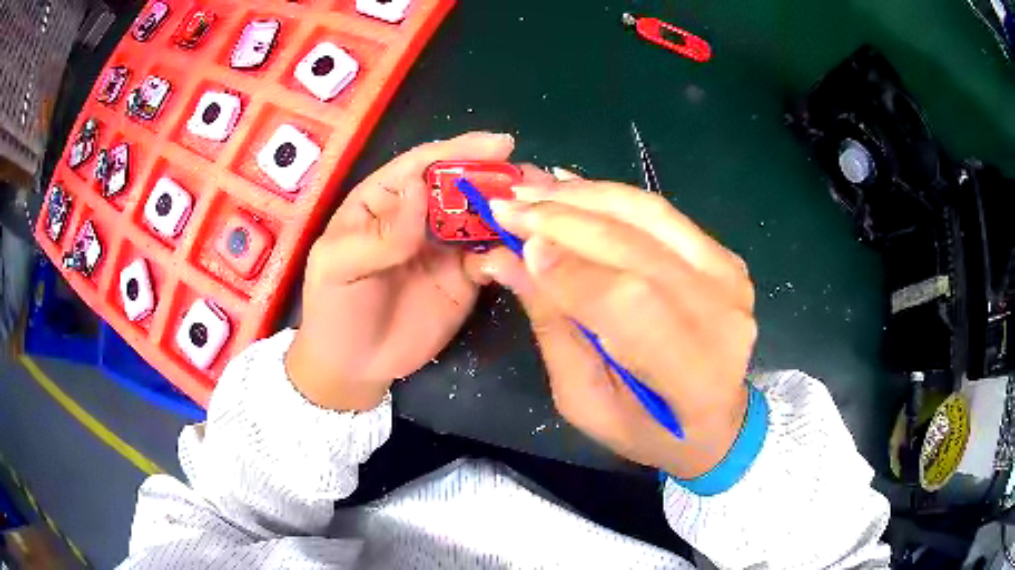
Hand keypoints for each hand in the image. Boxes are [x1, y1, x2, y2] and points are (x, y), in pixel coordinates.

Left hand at [286, 132, 514, 410]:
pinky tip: (527, 255)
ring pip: (485, 220)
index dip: (461, 150)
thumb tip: (421, 189)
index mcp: (385, 198)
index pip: (424, 164)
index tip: (501, 145)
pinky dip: (511, 254)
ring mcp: (446, 247)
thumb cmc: (334, 307)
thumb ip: (380, 233)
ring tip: (545, 211)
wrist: (353, 365)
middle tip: (535, 181)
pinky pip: (494, 259)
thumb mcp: (339, 265)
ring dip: (513, 213)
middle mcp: (421, 215)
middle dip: (499, 179)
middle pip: (464, 186)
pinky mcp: (466, 278)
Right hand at [476, 175, 756, 477]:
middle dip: (562, 220)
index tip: (515, 245)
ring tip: (532, 188)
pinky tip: (570, 186)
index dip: (569, 269)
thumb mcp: (585, 399)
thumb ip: (552, 327)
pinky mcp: (724, 255)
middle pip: (635, 248)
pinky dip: (612, 195)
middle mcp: (721, 315)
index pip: (628, 304)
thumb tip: (507, 259)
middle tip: (506, 203)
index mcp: (693, 374)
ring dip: (583, 196)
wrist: (713, 420)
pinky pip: (661, 211)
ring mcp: (727, 277)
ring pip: (647, 215)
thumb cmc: (645, 429)